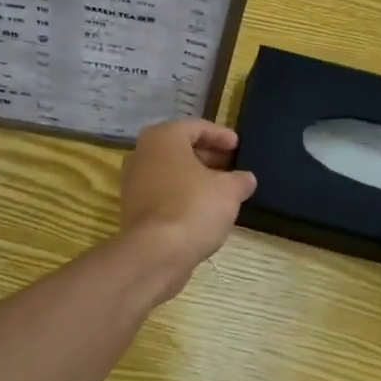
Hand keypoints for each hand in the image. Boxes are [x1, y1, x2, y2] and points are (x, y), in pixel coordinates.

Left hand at [119, 119, 256, 285]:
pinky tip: (203, 209)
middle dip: (207, 155)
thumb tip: (246, 179)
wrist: (155, 253)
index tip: (238, 146)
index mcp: (163, 137)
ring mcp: (133, 182)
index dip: (220, 135)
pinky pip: (163, 192)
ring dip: (195, 177)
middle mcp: (142, 153)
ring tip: (221, 189)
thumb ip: (240, 180)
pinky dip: (182, 195)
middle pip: (180, 148)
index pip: (196, 127)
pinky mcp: (133, 208)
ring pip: (170, 171)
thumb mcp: (229, 190)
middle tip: (231, 165)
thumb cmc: (193, 208)